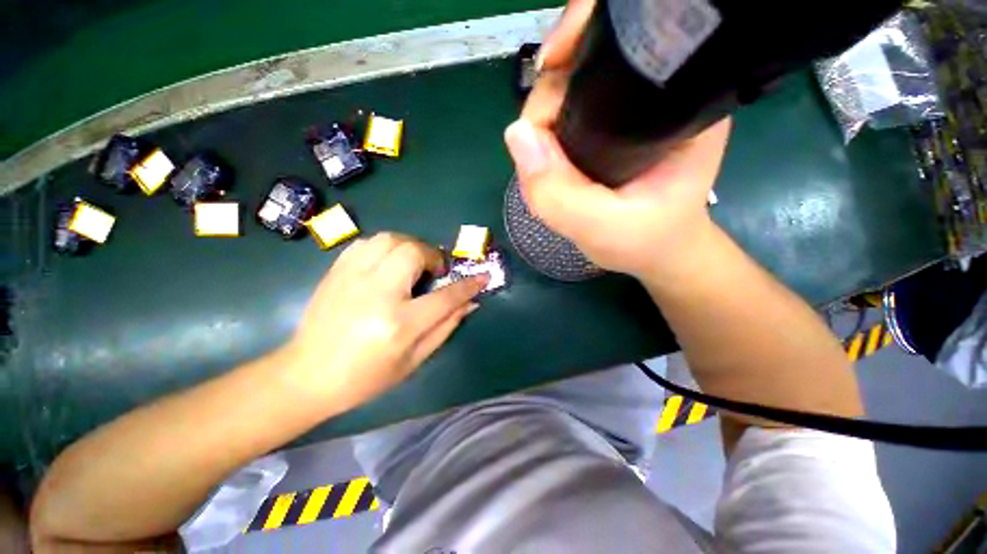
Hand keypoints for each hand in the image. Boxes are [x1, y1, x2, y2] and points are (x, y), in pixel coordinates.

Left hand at [281, 233, 487, 407]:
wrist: (307, 375)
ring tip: (413, 264)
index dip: (468, 285)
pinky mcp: (336, 272)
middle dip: (433, 257)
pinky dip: (385, 248)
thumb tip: (469, 303)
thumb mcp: (414, 360)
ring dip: (410, 247)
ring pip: (390, 240)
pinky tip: (387, 264)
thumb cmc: (366, 377)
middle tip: (435, 272)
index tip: (482, 276)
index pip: (446, 296)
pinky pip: (367, 243)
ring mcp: (352, 278)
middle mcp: (377, 293)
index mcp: (400, 323)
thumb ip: (445, 327)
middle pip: (413, 252)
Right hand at [504, 0, 731, 280]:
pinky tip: (548, 158)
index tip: (549, 69)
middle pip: (586, 63)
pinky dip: (546, 132)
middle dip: (550, 97)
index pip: (625, 44)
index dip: (579, 44)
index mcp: (679, 102)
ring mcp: (628, 109)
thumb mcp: (601, 228)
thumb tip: (516, 135)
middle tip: (540, 150)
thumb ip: (558, 193)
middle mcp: (656, 92)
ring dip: (544, 120)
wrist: (655, 251)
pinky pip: (565, 114)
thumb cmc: (644, 241)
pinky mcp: (608, 126)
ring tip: (544, 162)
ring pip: (569, 89)